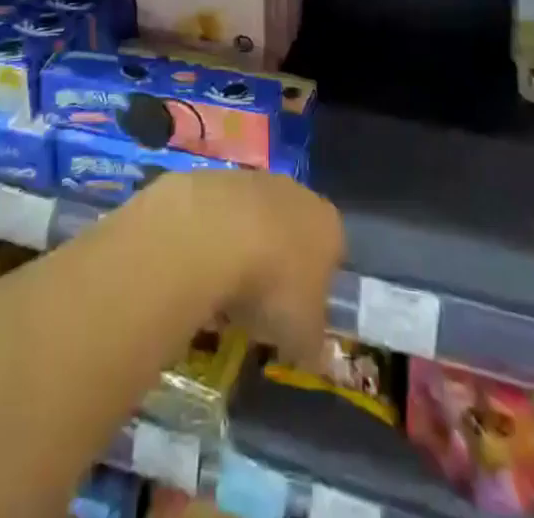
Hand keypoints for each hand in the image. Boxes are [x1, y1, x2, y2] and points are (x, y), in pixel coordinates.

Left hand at [137, 168, 343, 365]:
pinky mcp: (215, 177)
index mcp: (328, 226)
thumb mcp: (302, 336)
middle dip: (279, 263)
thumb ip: (314, 345)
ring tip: (223, 289)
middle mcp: (296, 193)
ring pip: (254, 219)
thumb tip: (318, 356)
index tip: (299, 314)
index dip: (318, 286)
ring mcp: (253, 179)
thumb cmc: (273, 285)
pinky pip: (220, 213)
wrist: (214, 233)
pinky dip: (212, 236)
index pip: (333, 253)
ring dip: (243, 248)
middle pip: (293, 230)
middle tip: (259, 304)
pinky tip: (199, 264)